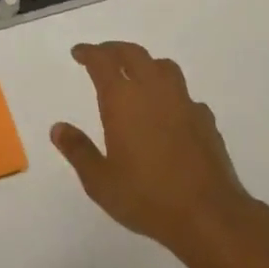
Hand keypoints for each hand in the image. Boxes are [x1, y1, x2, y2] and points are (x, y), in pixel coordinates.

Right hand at [51, 42, 268, 267]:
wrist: (210, 217)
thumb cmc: (147, 197)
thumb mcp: (100, 181)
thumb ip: (78, 151)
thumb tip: (58, 128)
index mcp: (123, 100)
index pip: (102, 61)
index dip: (88, 53)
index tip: (78, 53)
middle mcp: (153, 92)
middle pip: (133, 54)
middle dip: (114, 50)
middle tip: (102, 55)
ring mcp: (184, 104)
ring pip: (164, 67)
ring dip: (146, 64)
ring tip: (137, 75)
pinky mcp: (206, 121)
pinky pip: (185, 96)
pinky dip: (172, 95)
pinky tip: (170, 112)